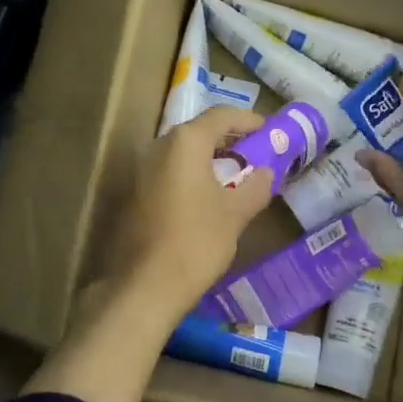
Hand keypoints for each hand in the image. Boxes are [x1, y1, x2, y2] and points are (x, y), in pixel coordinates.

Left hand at [101, 104, 274, 322]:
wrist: (144, 286)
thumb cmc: (196, 242)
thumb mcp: (235, 214)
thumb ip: (255, 187)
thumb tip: (266, 173)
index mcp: (185, 142)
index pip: (221, 115)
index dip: (248, 120)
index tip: (269, 131)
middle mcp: (159, 146)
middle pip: (199, 131)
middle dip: (229, 140)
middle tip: (254, 155)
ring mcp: (141, 169)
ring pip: (182, 153)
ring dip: (209, 159)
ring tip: (234, 178)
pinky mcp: (133, 193)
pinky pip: (168, 172)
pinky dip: (191, 175)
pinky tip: (207, 198)